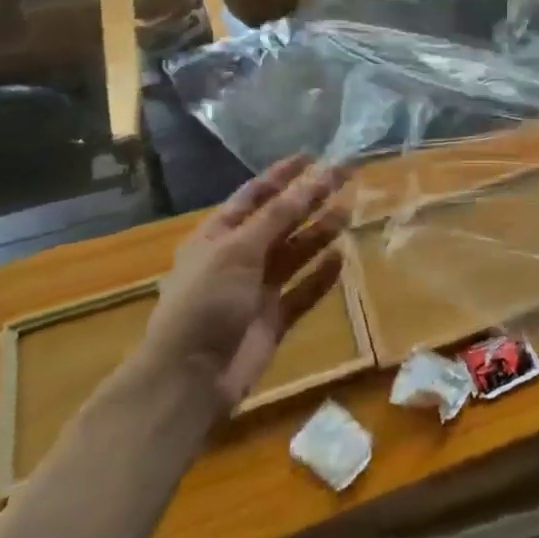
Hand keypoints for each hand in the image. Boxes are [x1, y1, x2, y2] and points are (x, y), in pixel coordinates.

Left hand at [136, 156, 347, 407]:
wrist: (189, 380)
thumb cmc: (206, 303)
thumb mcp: (238, 250)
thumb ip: (278, 215)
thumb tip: (312, 178)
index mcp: (218, 237)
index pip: (255, 196)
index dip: (283, 176)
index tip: (313, 157)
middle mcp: (238, 259)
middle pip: (281, 222)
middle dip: (311, 200)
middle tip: (346, 178)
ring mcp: (256, 291)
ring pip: (295, 253)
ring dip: (320, 233)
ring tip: (349, 213)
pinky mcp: (273, 320)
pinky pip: (303, 291)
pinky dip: (321, 276)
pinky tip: (342, 260)